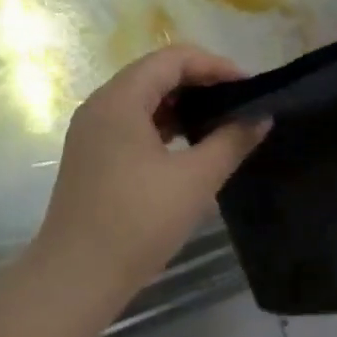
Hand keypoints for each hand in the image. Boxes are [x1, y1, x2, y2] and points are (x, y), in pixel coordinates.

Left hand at [32, 45, 269, 310]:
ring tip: (219, 121)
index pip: (173, 58)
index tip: (249, 87)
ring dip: (181, 103)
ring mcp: (91, 130)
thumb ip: (231, 141)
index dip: (215, 65)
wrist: (76, 278)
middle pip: (155, 73)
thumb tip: (260, 117)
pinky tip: (188, 145)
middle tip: (238, 102)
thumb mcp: (194, 180)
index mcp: (120, 99)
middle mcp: (100, 104)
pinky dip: (162, 124)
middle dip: (200, 81)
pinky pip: (132, 122)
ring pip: (143, 98)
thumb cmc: (137, 222)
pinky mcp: (91, 155)